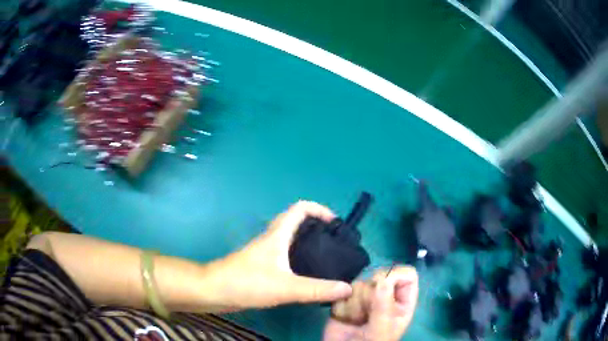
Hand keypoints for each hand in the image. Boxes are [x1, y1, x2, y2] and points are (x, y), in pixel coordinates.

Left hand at [203, 201, 352, 310]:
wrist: (214, 290)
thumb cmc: (247, 283)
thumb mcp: (286, 288)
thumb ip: (317, 289)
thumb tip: (348, 288)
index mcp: (278, 235)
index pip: (300, 208)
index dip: (320, 209)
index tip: (336, 225)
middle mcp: (272, 238)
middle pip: (297, 221)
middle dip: (318, 226)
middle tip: (335, 243)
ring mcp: (266, 251)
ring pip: (291, 238)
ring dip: (309, 241)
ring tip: (327, 257)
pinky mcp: (262, 264)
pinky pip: (286, 253)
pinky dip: (299, 256)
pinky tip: (307, 273)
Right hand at [323, 267, 417, 340]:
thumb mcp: (380, 330)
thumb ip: (383, 306)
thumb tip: (383, 278)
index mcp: (402, 302)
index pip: (407, 275)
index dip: (396, 275)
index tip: (381, 285)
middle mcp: (387, 296)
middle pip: (381, 275)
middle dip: (370, 292)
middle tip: (365, 310)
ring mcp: (367, 297)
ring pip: (361, 282)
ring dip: (355, 301)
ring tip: (354, 318)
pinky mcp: (349, 298)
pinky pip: (344, 289)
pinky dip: (342, 301)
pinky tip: (344, 315)